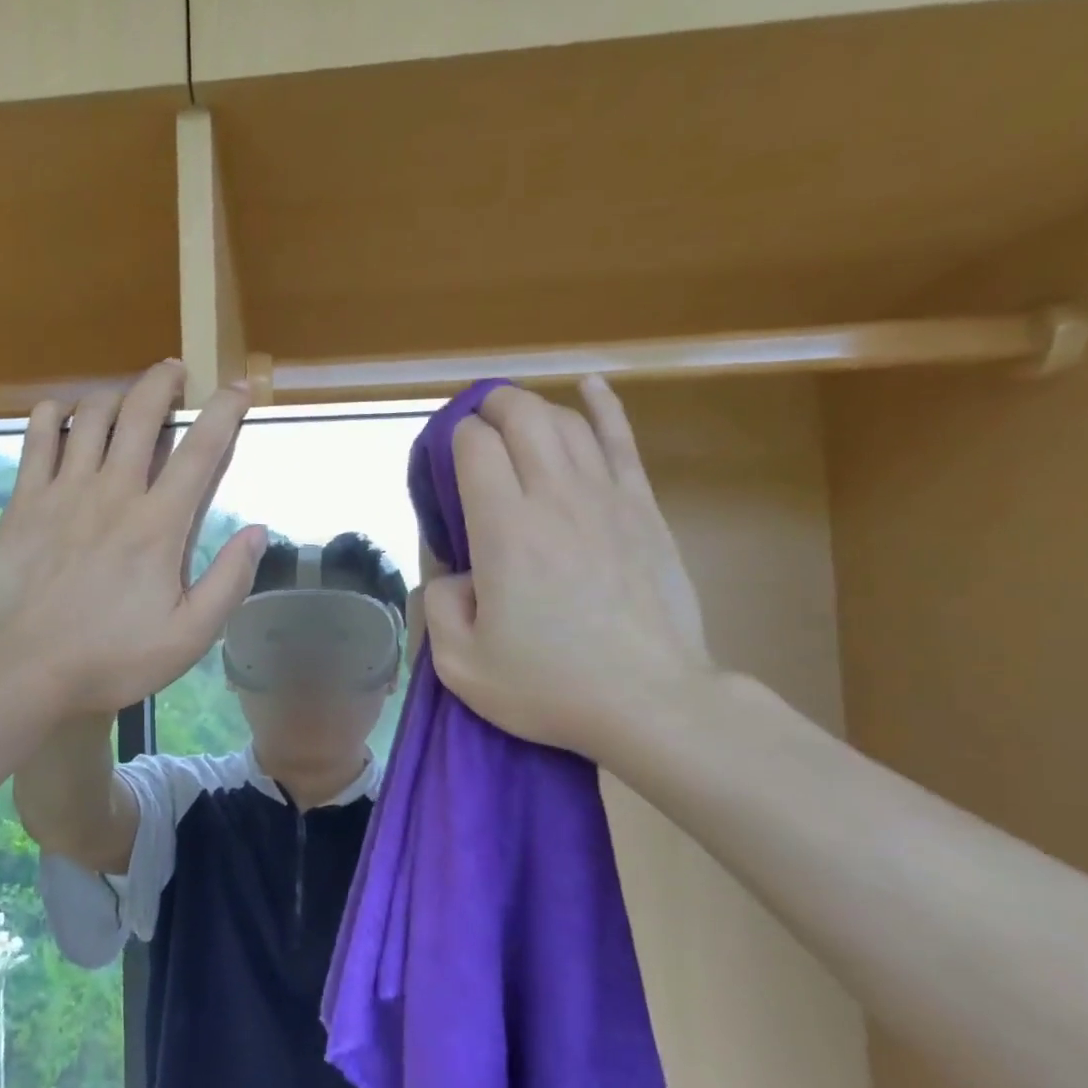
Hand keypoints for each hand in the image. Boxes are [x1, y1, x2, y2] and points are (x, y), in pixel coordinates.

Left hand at [0, 360, 267, 715]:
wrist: (24, 669)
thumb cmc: (112, 658)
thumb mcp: (189, 636)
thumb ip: (229, 581)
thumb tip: (258, 531)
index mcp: (159, 524)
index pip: (201, 450)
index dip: (225, 411)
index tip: (238, 388)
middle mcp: (114, 492)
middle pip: (142, 413)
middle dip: (163, 381)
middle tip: (175, 372)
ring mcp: (63, 491)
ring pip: (91, 415)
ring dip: (114, 394)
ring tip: (125, 397)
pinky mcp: (24, 500)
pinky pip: (37, 435)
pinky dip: (54, 413)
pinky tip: (63, 415)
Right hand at [420, 377, 711, 756]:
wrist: (649, 702)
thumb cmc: (549, 686)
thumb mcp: (460, 664)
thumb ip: (438, 605)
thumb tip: (453, 573)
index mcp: (504, 530)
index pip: (474, 447)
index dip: (452, 440)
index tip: (443, 463)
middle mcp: (554, 497)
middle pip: (520, 416)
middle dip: (489, 409)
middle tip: (473, 430)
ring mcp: (606, 498)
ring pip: (566, 422)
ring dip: (533, 410)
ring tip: (514, 421)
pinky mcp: (644, 510)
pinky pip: (622, 441)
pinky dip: (603, 407)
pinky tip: (590, 386)